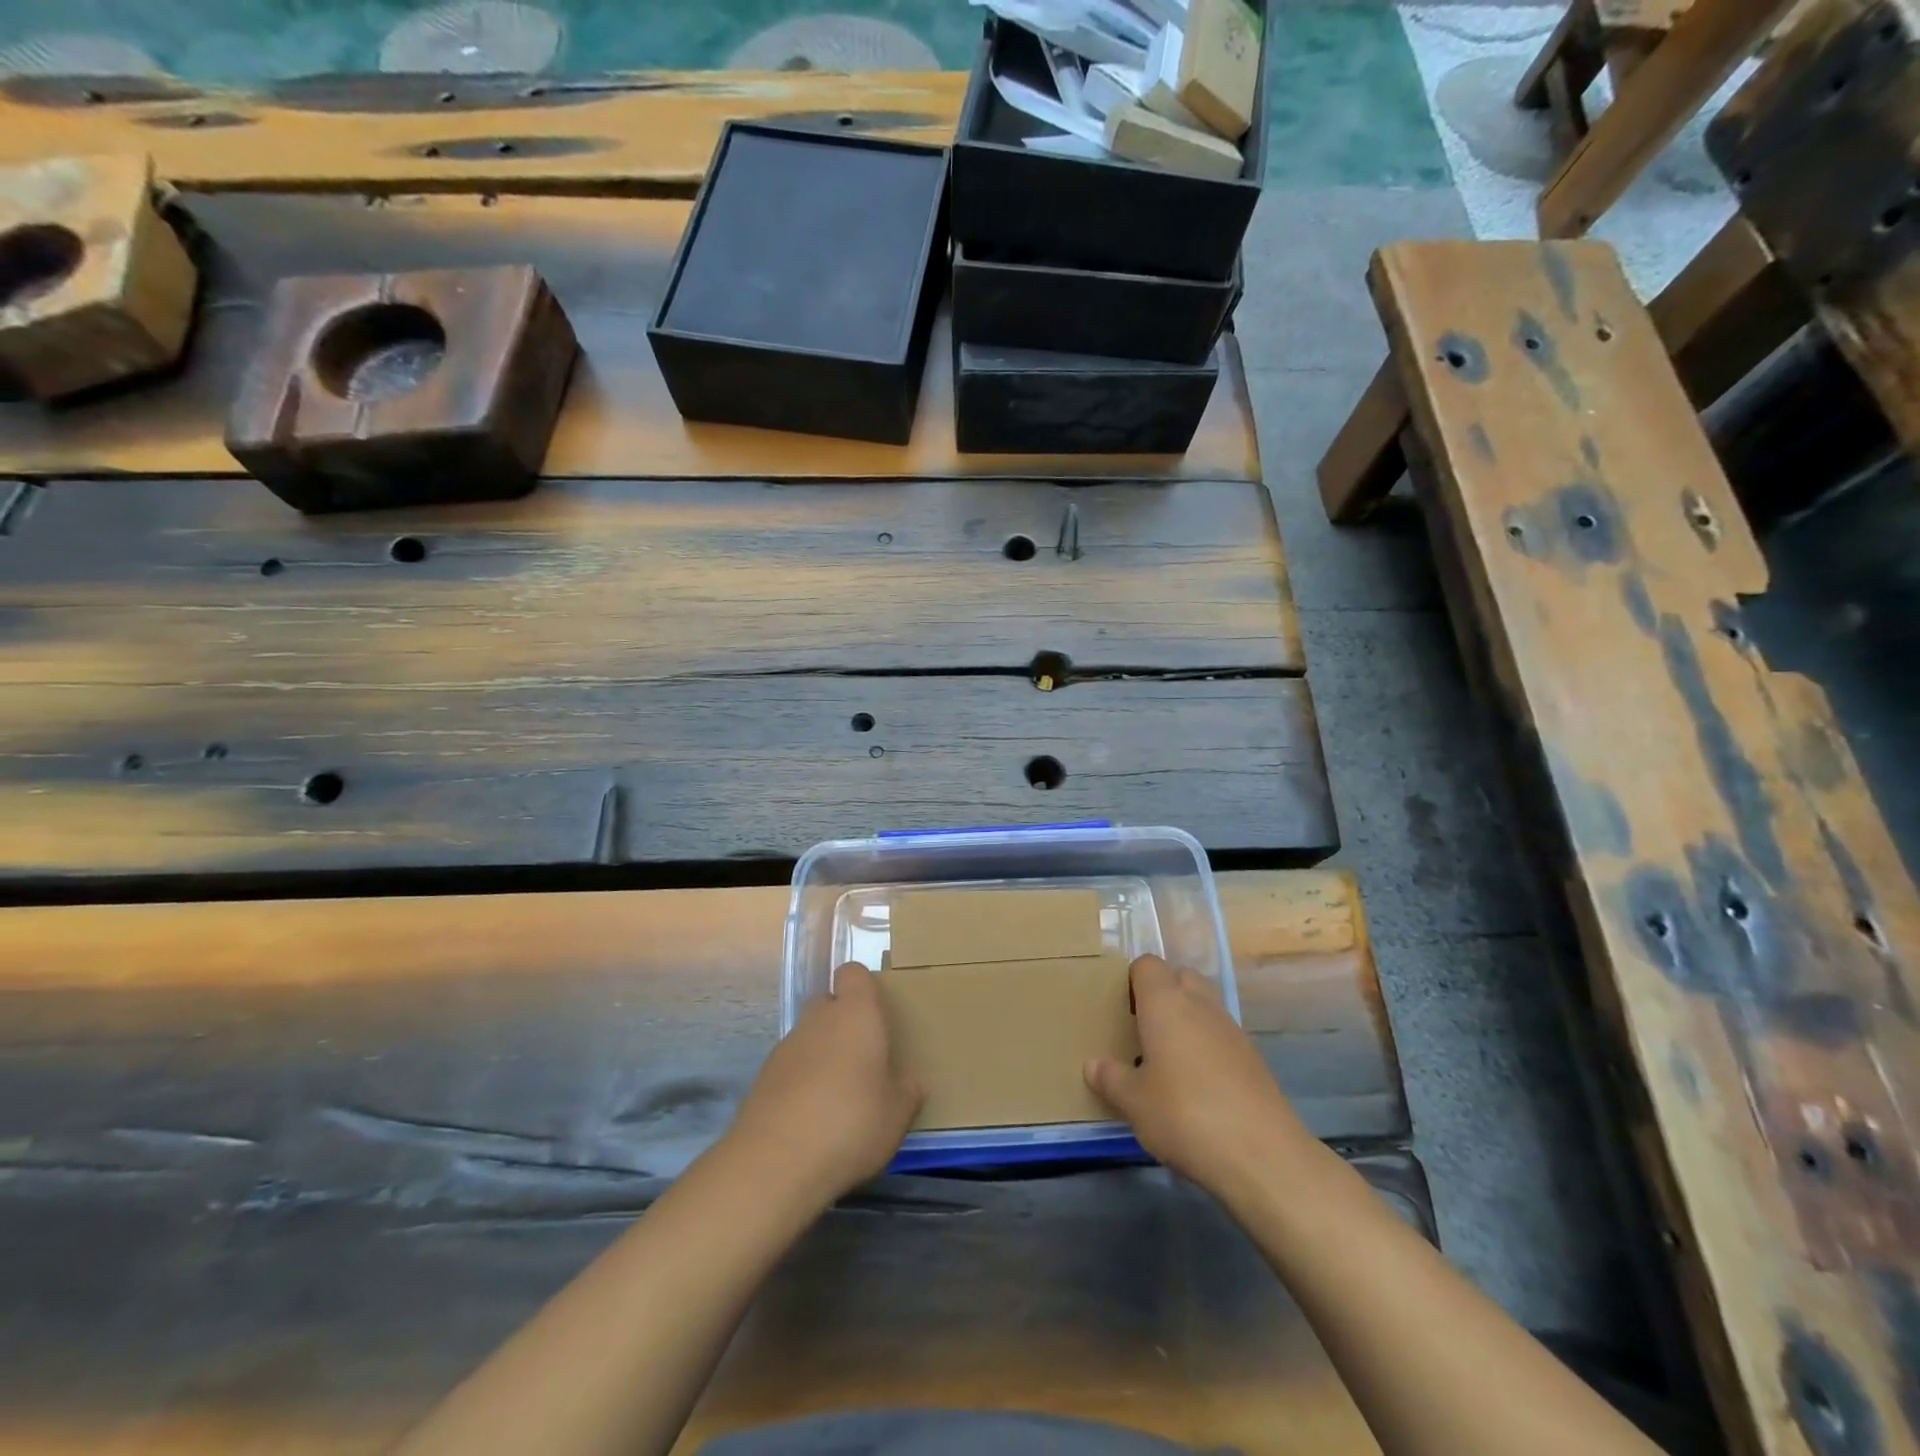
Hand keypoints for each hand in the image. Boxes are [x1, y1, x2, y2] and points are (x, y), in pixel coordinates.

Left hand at [727, 962, 922, 1203]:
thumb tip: (910, 1082)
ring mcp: (786, 1047)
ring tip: (839, 1096)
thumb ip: (907, 1092)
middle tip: (863, 1057)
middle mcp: (818, 1020)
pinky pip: (791, 1067)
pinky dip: (801, 1081)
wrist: (776, 1162)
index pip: (853, 973)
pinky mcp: (763, 1078)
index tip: (877, 1013)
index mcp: (856, 1014)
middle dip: (843, 1022)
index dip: (864, 987)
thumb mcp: (897, 1115)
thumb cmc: (851, 1123)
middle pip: (828, 1002)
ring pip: (809, 1036)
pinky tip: (812, 1118)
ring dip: (822, 1054)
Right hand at [1085, 955, 1317, 1198]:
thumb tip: (1093, 1064)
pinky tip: (1197, 1085)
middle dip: (1162, 993)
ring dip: (1186, 1020)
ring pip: (1204, 1005)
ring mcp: (1231, 1029)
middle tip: (1143, 1030)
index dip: (1132, 980)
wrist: (1263, 1155)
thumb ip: (1111, 1078)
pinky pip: (1221, 1035)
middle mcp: (1199, 1004)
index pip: (1147, 964)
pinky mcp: (1253, 1057)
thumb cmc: (1184, 1115)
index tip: (1121, 1011)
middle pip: (1180, 976)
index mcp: (1165, 1002)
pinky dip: (1207, 1046)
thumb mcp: (1134, 1103)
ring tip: (1167, 1060)